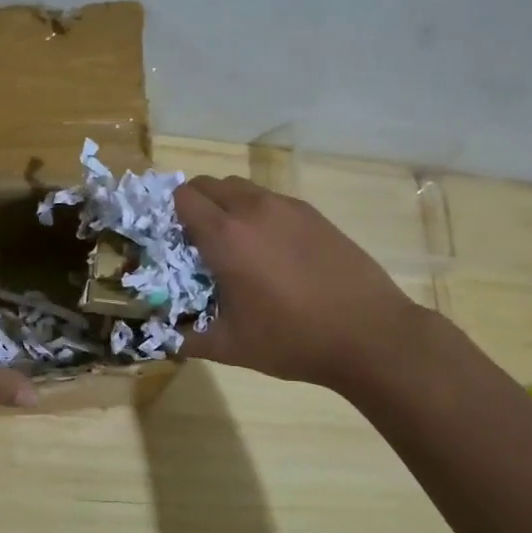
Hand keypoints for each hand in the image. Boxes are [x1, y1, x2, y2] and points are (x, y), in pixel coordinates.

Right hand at [177, 175, 416, 393]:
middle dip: (195, 206)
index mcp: (225, 237)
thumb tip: (161, 336)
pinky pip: (270, 200)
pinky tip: (272, 252)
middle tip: (198, 243)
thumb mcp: (230, 347)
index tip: (172, 242)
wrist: (370, 334)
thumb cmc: (292, 340)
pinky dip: (258, 214)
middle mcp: (253, 209)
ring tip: (236, 246)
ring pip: (241, 188)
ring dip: (227, 206)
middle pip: (209, 185)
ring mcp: (287, 208)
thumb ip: (186, 338)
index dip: (170, 215)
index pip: (183, 199)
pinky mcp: (313, 214)